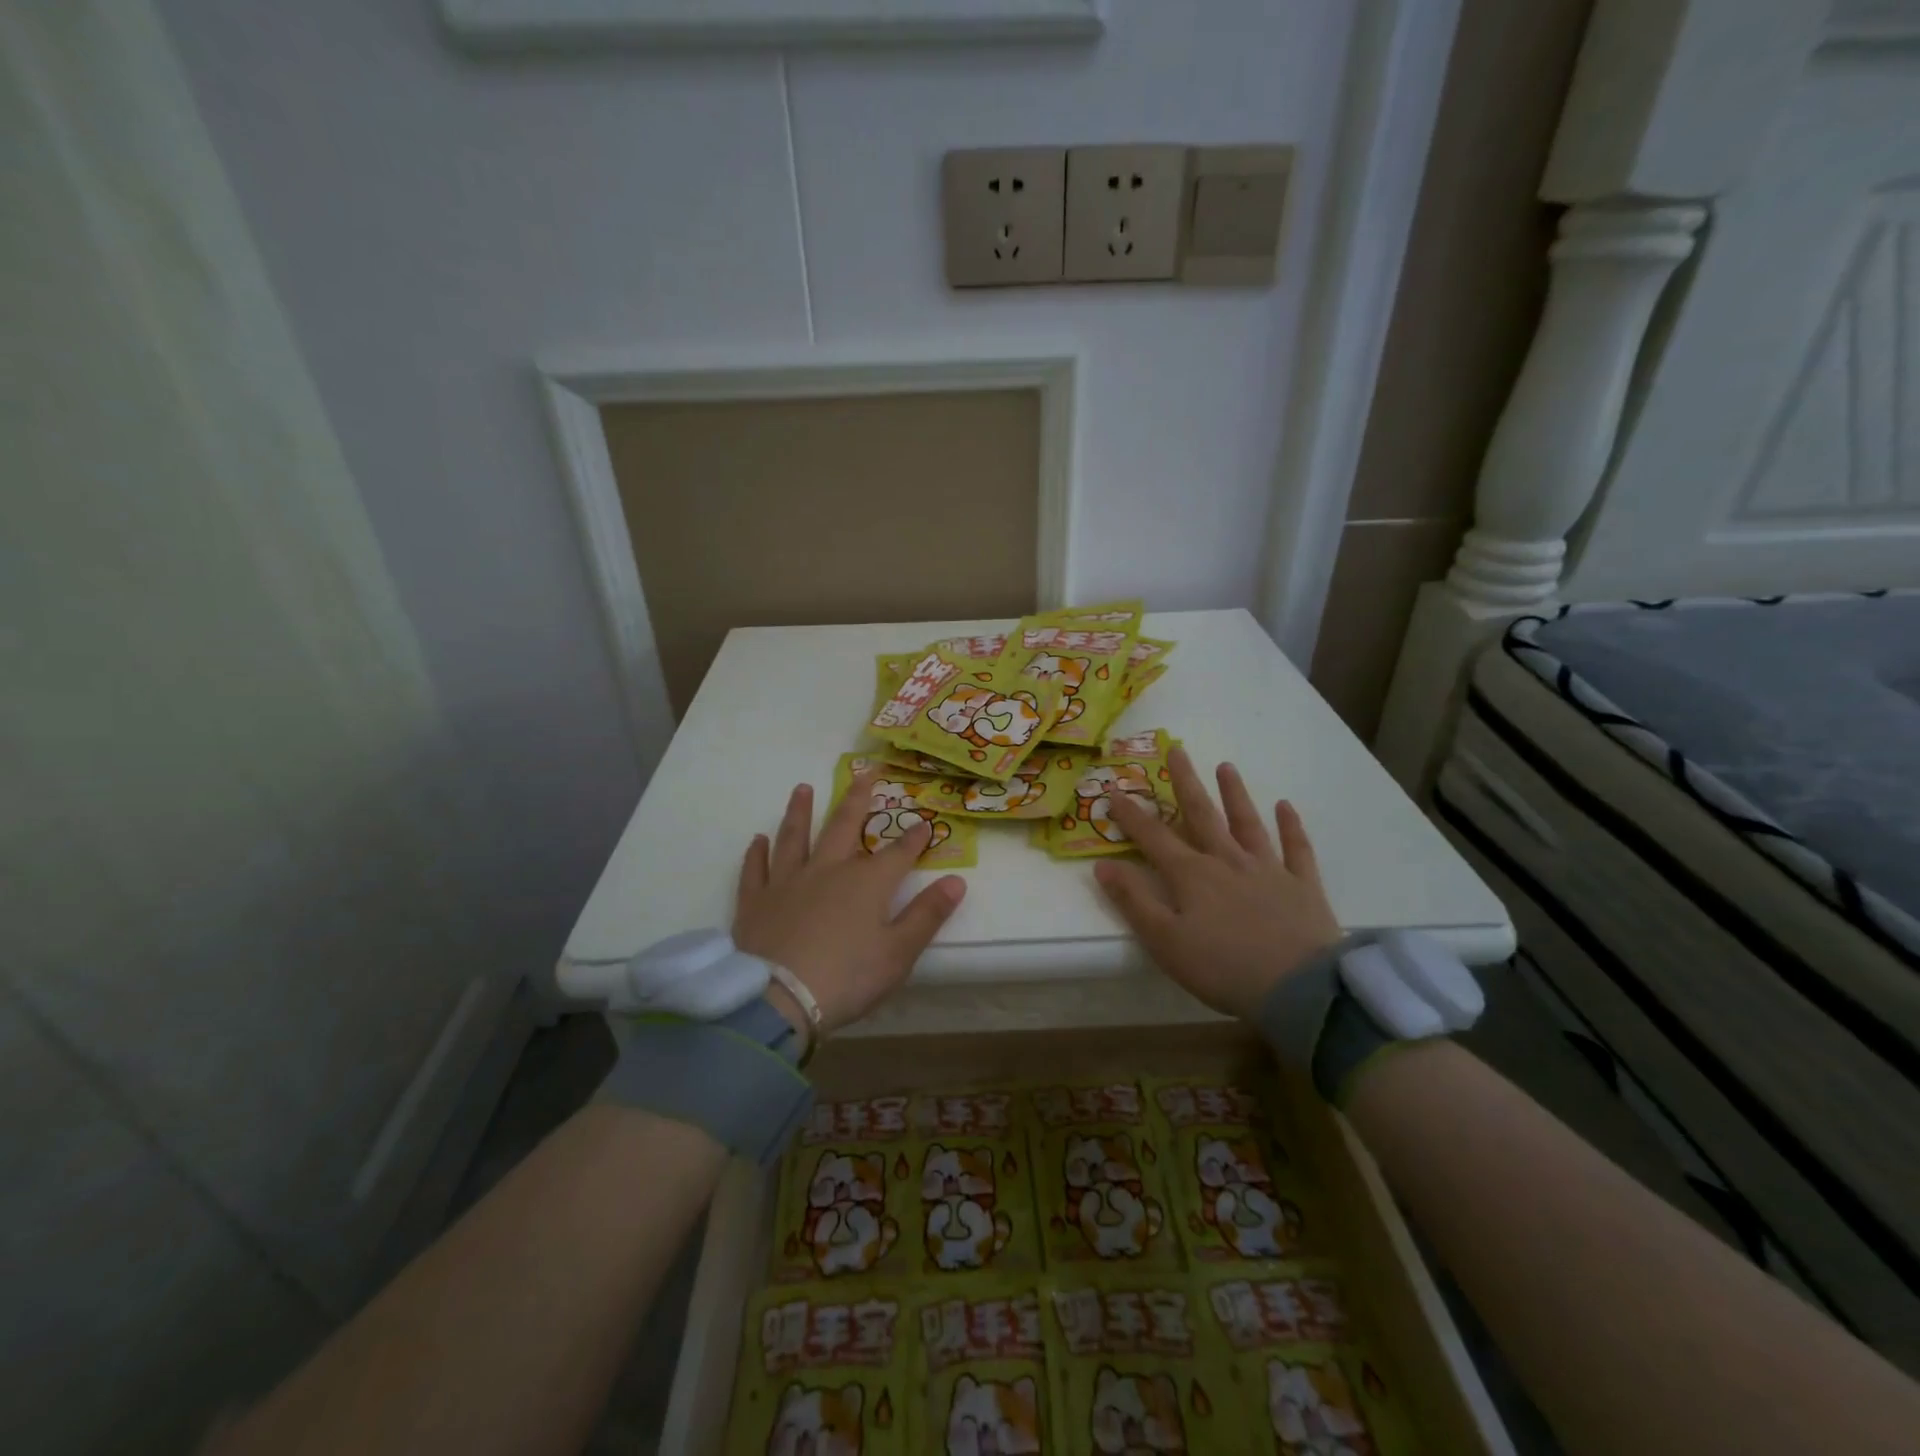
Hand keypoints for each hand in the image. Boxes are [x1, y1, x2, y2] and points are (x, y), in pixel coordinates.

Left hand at [734, 776, 966, 1040]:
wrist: (779, 999)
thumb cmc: (847, 978)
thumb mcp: (899, 953)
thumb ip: (927, 915)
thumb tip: (956, 881)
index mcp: (866, 883)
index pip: (897, 853)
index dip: (913, 837)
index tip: (924, 822)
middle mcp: (827, 870)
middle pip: (844, 825)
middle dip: (857, 798)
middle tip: (864, 773)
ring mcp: (787, 882)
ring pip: (795, 837)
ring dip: (800, 811)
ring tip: (803, 788)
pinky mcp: (755, 901)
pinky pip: (756, 869)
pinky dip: (757, 853)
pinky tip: (758, 840)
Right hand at [1094, 747, 1341, 1018]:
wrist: (1299, 989)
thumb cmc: (1223, 968)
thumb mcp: (1164, 941)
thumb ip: (1133, 901)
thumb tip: (1103, 865)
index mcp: (1191, 875)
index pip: (1154, 837)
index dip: (1131, 814)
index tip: (1115, 790)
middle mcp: (1227, 861)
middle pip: (1202, 815)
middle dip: (1186, 782)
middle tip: (1177, 750)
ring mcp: (1268, 870)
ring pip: (1247, 823)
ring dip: (1235, 794)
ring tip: (1226, 766)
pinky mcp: (1302, 886)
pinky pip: (1296, 848)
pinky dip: (1290, 826)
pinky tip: (1285, 806)